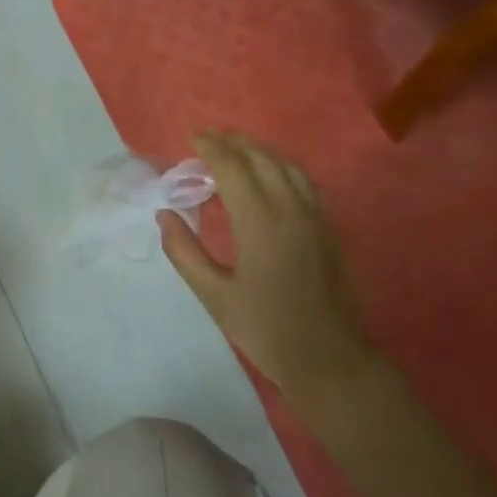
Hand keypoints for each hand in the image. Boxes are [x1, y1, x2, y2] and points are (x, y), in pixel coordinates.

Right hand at [158, 130, 377, 408]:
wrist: (330, 359)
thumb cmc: (266, 329)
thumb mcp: (215, 296)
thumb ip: (185, 252)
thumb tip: (165, 216)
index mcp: (260, 223)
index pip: (233, 169)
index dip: (212, 148)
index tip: (192, 138)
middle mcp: (291, 210)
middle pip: (263, 159)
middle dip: (235, 142)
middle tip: (209, 137)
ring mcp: (316, 218)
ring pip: (288, 167)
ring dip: (260, 151)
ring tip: (237, 148)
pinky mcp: (329, 230)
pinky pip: (304, 182)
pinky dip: (282, 167)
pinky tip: (272, 176)